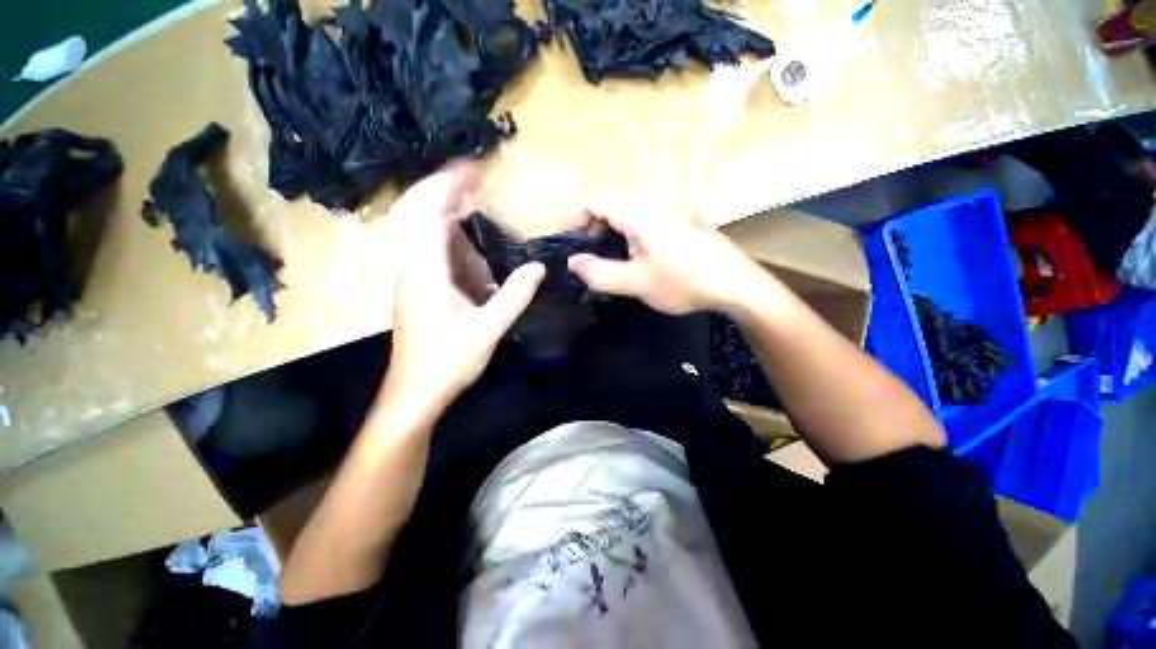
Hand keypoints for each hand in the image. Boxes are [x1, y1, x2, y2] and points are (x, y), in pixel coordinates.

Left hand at [381, 163, 543, 417]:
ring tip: (466, 197)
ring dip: (438, 207)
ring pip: (415, 230)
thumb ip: (514, 297)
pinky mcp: (416, 289)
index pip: (428, 216)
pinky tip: (460, 236)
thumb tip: (538, 268)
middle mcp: (412, 269)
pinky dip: (440, 231)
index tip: (471, 170)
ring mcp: (411, 279)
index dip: (447, 187)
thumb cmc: (448, 361)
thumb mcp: (488, 329)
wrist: (415, 392)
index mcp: (426, 274)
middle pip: (413, 214)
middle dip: (439, 189)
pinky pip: (424, 248)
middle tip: (470, 177)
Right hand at [567, 191, 766, 314]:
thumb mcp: (635, 282)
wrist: (736, 283)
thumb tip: (573, 262)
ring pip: (623, 208)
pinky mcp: (678, 215)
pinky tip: (635, 255)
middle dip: (589, 227)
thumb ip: (598, 272)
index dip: (572, 220)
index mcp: (636, 208)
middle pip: (605, 201)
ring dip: (608, 230)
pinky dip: (627, 231)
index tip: (571, 248)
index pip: (589, 198)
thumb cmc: (683, 281)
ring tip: (609, 259)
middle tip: (588, 258)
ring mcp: (667, 204)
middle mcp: (650, 197)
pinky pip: (641, 215)